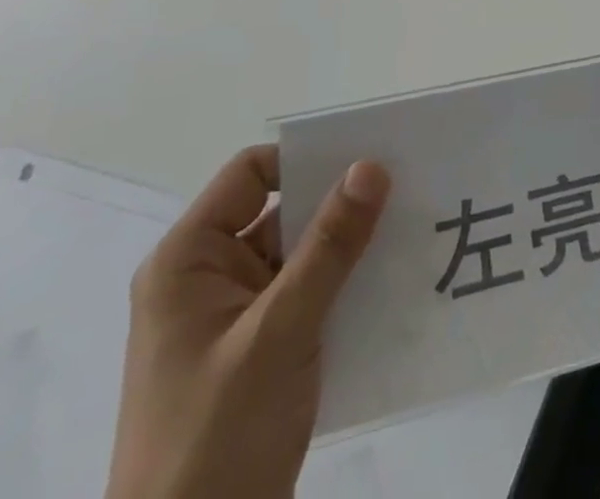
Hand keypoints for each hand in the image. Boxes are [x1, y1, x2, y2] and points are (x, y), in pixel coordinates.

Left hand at [106, 147, 391, 498]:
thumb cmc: (216, 439)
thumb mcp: (279, 332)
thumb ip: (329, 246)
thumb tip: (371, 166)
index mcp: (189, 261)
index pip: (252, 173)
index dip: (307, 160)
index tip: (368, 160)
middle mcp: (206, 279)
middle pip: (280, 211)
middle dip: (339, 203)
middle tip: (406, 187)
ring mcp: (231, 320)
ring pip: (299, 256)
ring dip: (347, 248)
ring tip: (411, 228)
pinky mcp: (255, 355)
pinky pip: (305, 297)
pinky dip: (342, 287)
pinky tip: (391, 285)